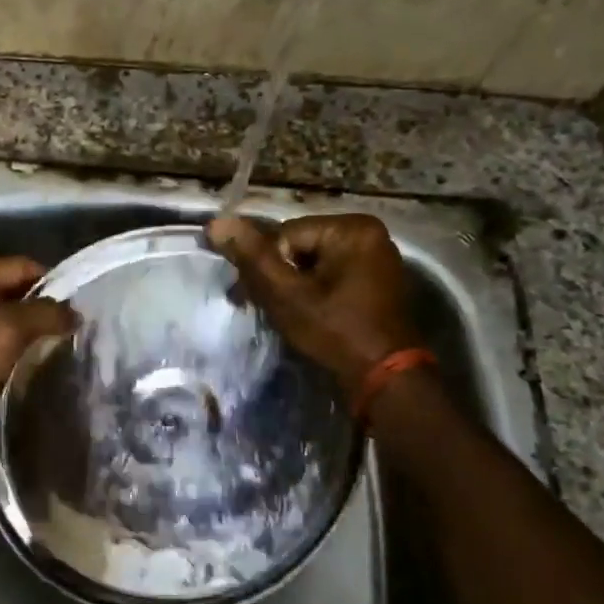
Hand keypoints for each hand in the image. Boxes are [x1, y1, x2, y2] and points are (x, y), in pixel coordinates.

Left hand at [0, 258, 76, 435]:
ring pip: (6, 322)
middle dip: (44, 309)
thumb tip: (74, 312)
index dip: (54, 282)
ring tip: (63, 350)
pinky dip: (15, 355)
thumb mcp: (3, 332)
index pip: (23, 265)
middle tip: (77, 331)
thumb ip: (42, 315)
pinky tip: (34, 369)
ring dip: (31, 334)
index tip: (82, 307)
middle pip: (15, 292)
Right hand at [206, 214, 422, 393]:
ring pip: (313, 263)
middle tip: (259, 305)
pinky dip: (313, 292)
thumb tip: (216, 223)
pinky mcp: (375, 281)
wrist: (386, 380)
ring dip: (291, 285)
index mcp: (352, 228)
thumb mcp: (286, 294)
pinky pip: (331, 276)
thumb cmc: (336, 332)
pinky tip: (304, 315)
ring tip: (281, 314)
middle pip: (299, 247)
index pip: (284, 235)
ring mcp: (376, 258)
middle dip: (276, 275)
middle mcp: (369, 234)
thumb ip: (252, 257)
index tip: (248, 296)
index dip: (265, 266)